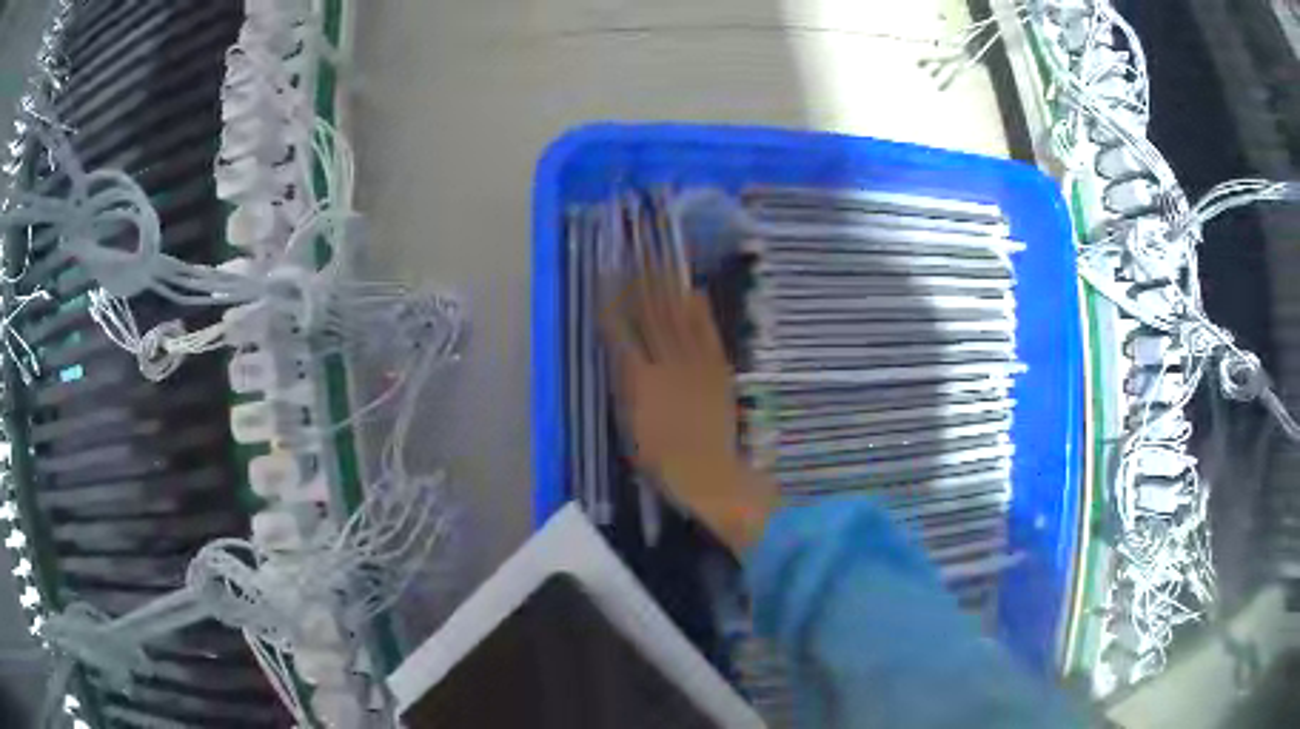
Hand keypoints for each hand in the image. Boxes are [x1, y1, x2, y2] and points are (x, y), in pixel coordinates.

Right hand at [601, 270, 777, 552]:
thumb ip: (626, 386)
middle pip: (651, 317)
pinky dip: (701, 312)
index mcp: (638, 380)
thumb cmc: (661, 459)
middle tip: (635, 255)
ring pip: (679, 319)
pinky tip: (695, 291)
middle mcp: (665, 364)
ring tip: (661, 262)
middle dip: (641, 283)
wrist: (707, 471)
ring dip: (669, 288)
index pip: (621, 332)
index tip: (607, 280)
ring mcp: (695, 364)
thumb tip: (621, 355)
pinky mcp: (718, 369)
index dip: (613, 304)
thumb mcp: (630, 425)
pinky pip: (708, 334)